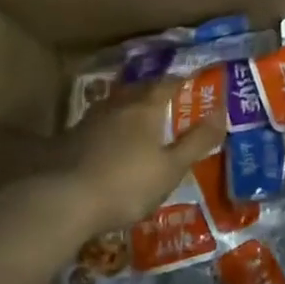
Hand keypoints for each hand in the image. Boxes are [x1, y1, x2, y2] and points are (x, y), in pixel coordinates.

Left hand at [49, 76, 226, 233]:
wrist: (63, 201)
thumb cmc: (126, 184)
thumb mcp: (171, 168)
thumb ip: (197, 140)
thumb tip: (222, 112)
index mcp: (145, 108)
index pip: (167, 84)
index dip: (180, 81)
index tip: (191, 82)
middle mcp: (117, 106)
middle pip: (139, 90)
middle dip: (153, 92)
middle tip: (166, 99)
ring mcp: (90, 121)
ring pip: (115, 105)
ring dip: (129, 107)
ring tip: (138, 119)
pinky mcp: (69, 139)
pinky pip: (98, 124)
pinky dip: (110, 128)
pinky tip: (109, 143)